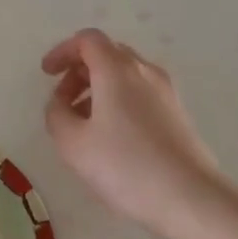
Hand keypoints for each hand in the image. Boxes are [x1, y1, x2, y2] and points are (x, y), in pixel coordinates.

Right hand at [41, 29, 221, 232]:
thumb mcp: (72, 143)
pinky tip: (110, 136)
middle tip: (62, 101)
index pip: (87, 40)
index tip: (47, 73)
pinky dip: (118, 101)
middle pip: (107, 54)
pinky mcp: (177, 114)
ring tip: (83, 124)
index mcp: (117, 69)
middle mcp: (144, 71)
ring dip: (98, 89)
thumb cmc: (125, 165)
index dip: (63, 51)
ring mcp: (165, 92)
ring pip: (125, 75)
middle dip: (79, 71)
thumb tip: (61, 103)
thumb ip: (56, 114)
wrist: (190, 198)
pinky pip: (140, 93)